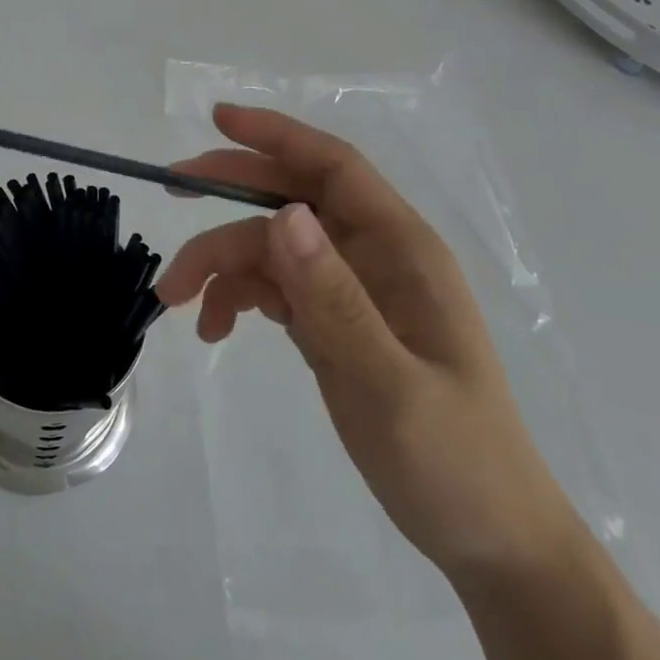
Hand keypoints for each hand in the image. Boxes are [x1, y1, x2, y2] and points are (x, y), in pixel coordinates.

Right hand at [157, 104, 580, 582]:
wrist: (487, 540)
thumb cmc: (455, 461)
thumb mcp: (391, 385)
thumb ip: (335, 299)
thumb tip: (283, 214)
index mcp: (401, 249)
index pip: (333, 167)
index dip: (277, 135)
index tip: (218, 119)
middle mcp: (372, 256)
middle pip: (290, 198)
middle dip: (229, 189)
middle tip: (171, 190)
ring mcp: (350, 289)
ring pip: (270, 247)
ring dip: (219, 263)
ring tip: (175, 300)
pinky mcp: (331, 321)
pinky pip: (272, 288)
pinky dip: (235, 298)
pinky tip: (214, 328)